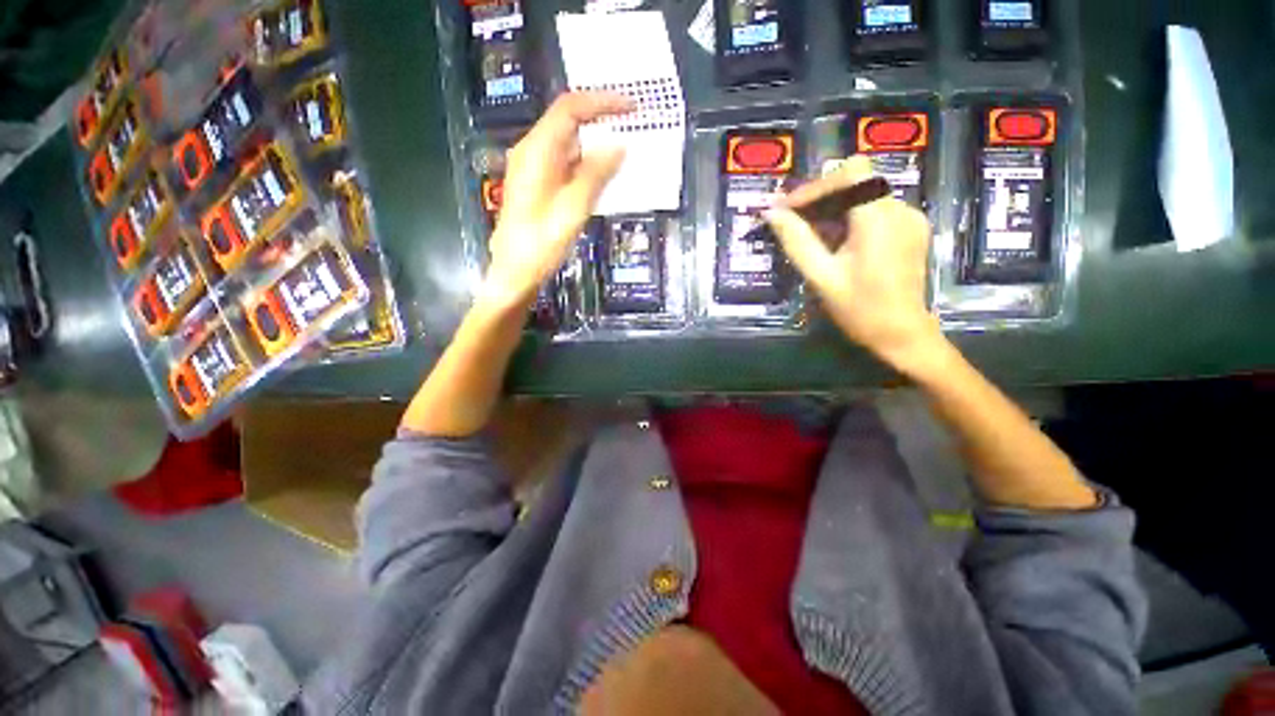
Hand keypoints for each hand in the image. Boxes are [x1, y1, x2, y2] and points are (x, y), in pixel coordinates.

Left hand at [482, 92, 631, 309]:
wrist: (515, 272)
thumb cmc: (541, 244)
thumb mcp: (573, 209)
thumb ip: (596, 175)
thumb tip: (619, 146)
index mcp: (536, 152)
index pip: (570, 109)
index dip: (602, 102)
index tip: (632, 108)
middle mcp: (532, 153)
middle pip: (567, 122)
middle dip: (600, 120)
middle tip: (632, 128)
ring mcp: (533, 169)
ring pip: (568, 144)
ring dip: (595, 144)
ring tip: (624, 152)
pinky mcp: (538, 185)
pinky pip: (566, 164)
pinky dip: (587, 164)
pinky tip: (603, 177)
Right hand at [765, 157, 942, 369]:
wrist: (902, 335)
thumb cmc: (859, 309)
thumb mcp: (821, 277)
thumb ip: (796, 241)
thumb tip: (770, 214)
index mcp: (878, 219)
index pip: (850, 172)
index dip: (816, 186)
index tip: (789, 209)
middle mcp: (900, 209)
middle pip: (856, 182)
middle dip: (820, 199)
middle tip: (792, 224)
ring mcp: (910, 218)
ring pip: (865, 195)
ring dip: (833, 210)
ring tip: (810, 237)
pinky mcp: (912, 229)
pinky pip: (876, 210)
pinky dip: (851, 219)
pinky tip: (836, 244)